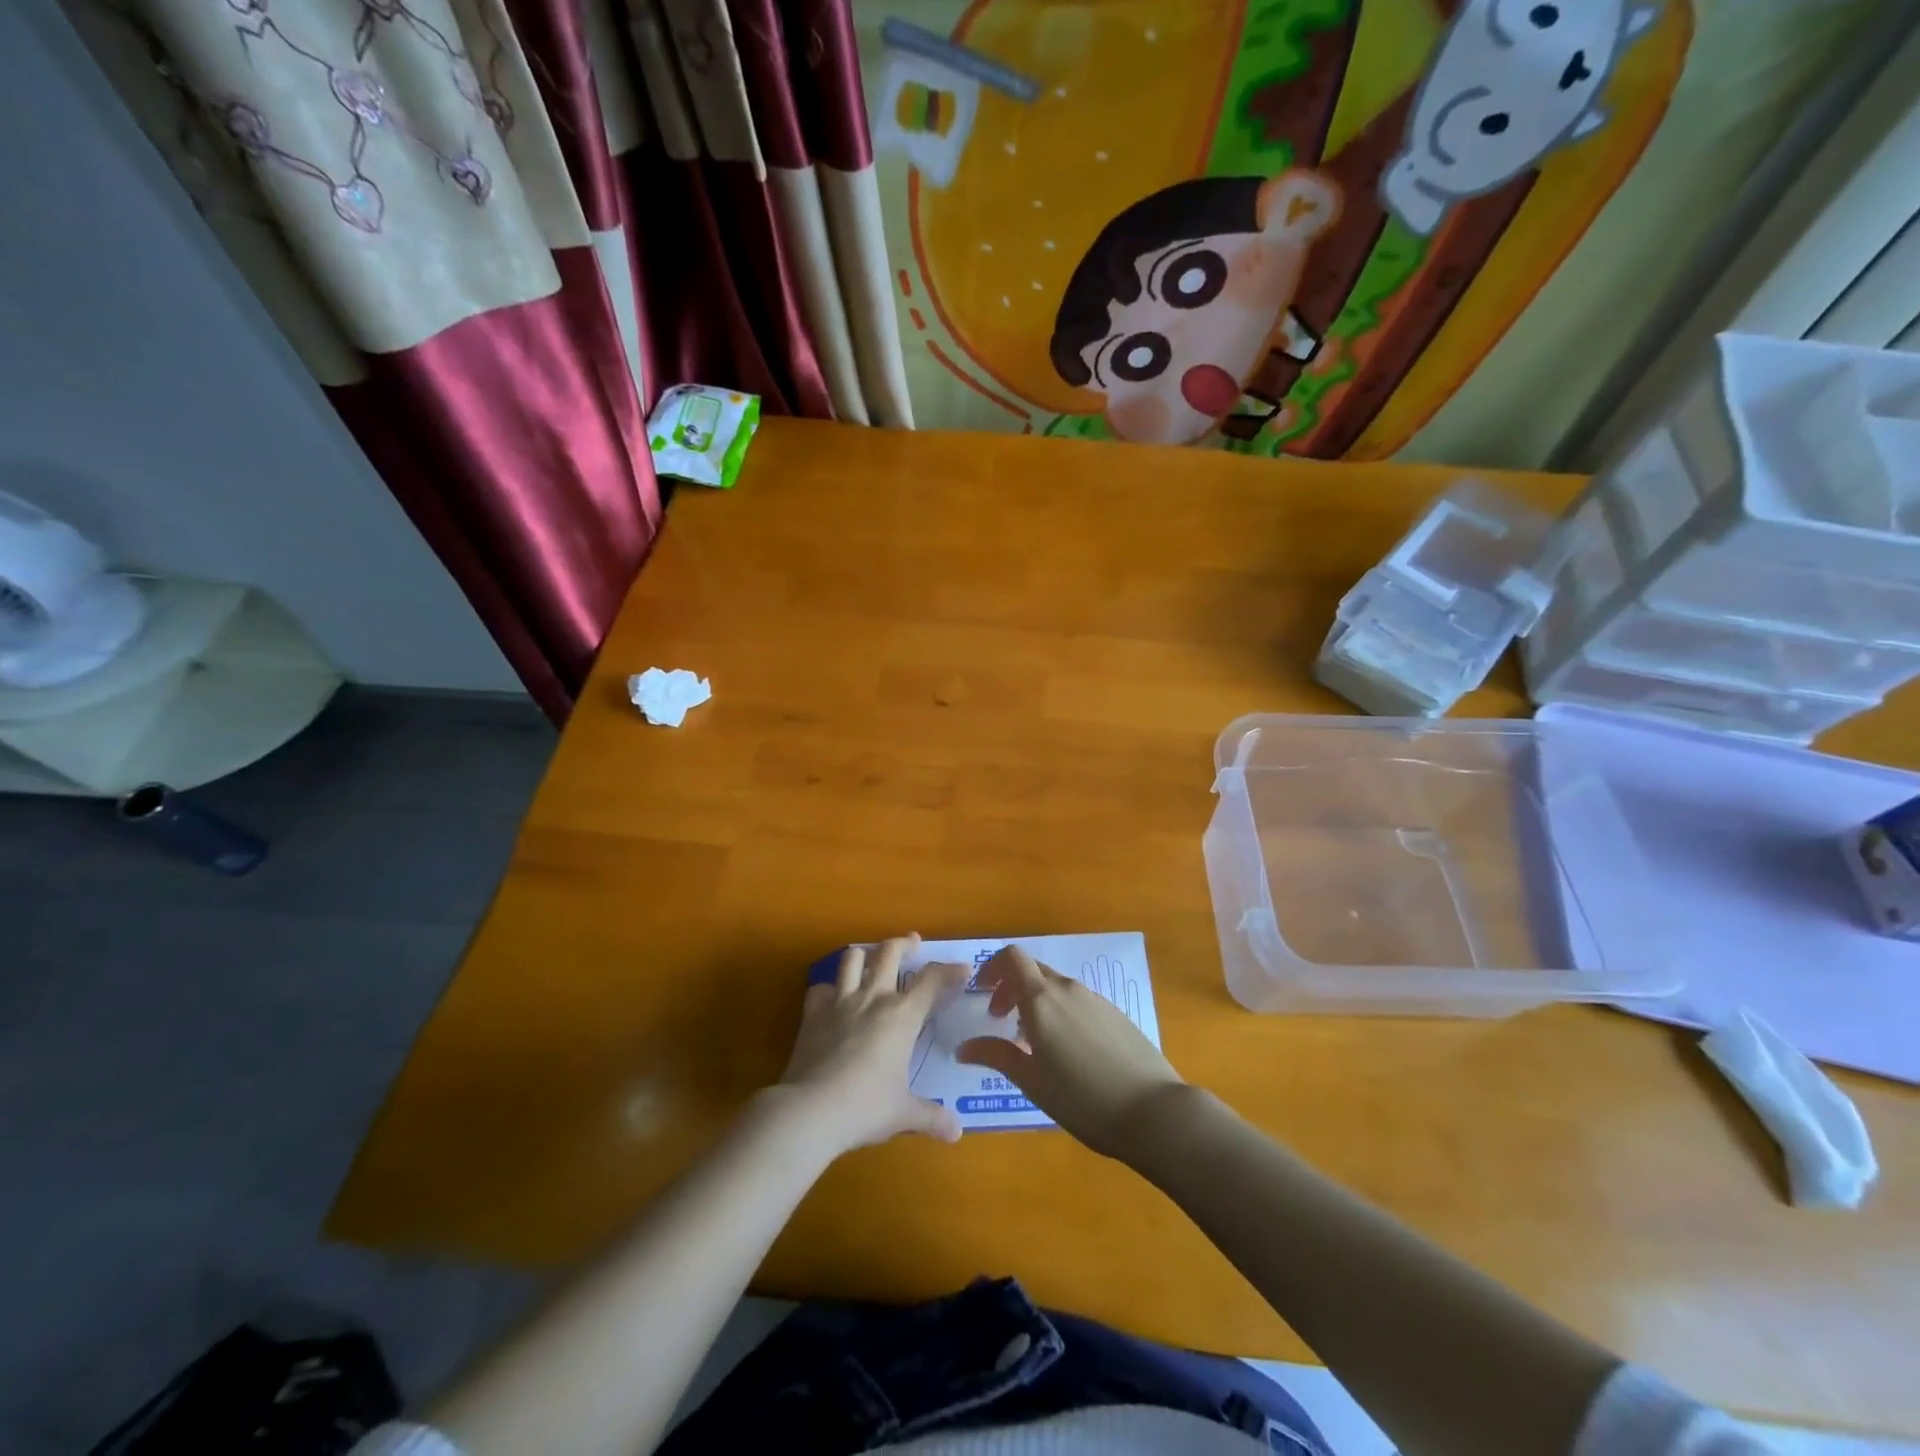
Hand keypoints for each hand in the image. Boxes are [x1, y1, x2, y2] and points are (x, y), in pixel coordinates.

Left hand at [776, 936, 967, 1155]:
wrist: (811, 1110)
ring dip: (864, 954)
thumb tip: (956, 1132)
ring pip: (851, 958)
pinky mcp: (812, 1012)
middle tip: (913, 943)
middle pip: (889, 952)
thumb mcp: (903, 1113)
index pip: (932, 980)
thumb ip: (931, 1117)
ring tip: (871, 959)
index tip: (962, 969)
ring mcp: (839, 1001)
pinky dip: (829, 988)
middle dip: (904, 943)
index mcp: (902, 1015)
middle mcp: (873, 998)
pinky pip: (821, 987)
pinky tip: (833, 998)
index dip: (950, 970)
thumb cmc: (866, 1107)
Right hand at [955, 945, 1183, 1158]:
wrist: (1153, 1111)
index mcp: (1042, 999)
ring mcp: (1095, 999)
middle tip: (999, 1020)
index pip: (1012, 957)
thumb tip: (963, 1047)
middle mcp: (1068, 989)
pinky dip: (1060, 1012)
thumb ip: (996, 1056)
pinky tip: (1067, 1050)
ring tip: (1032, 1042)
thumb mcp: (1032, 1081)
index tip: (981, 993)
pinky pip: (1078, 1001)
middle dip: (1011, 987)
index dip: (992, 967)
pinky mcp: (1115, 1014)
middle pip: (1033, 970)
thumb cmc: (1082, 1098)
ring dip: (1036, 1002)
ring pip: (1056, 987)